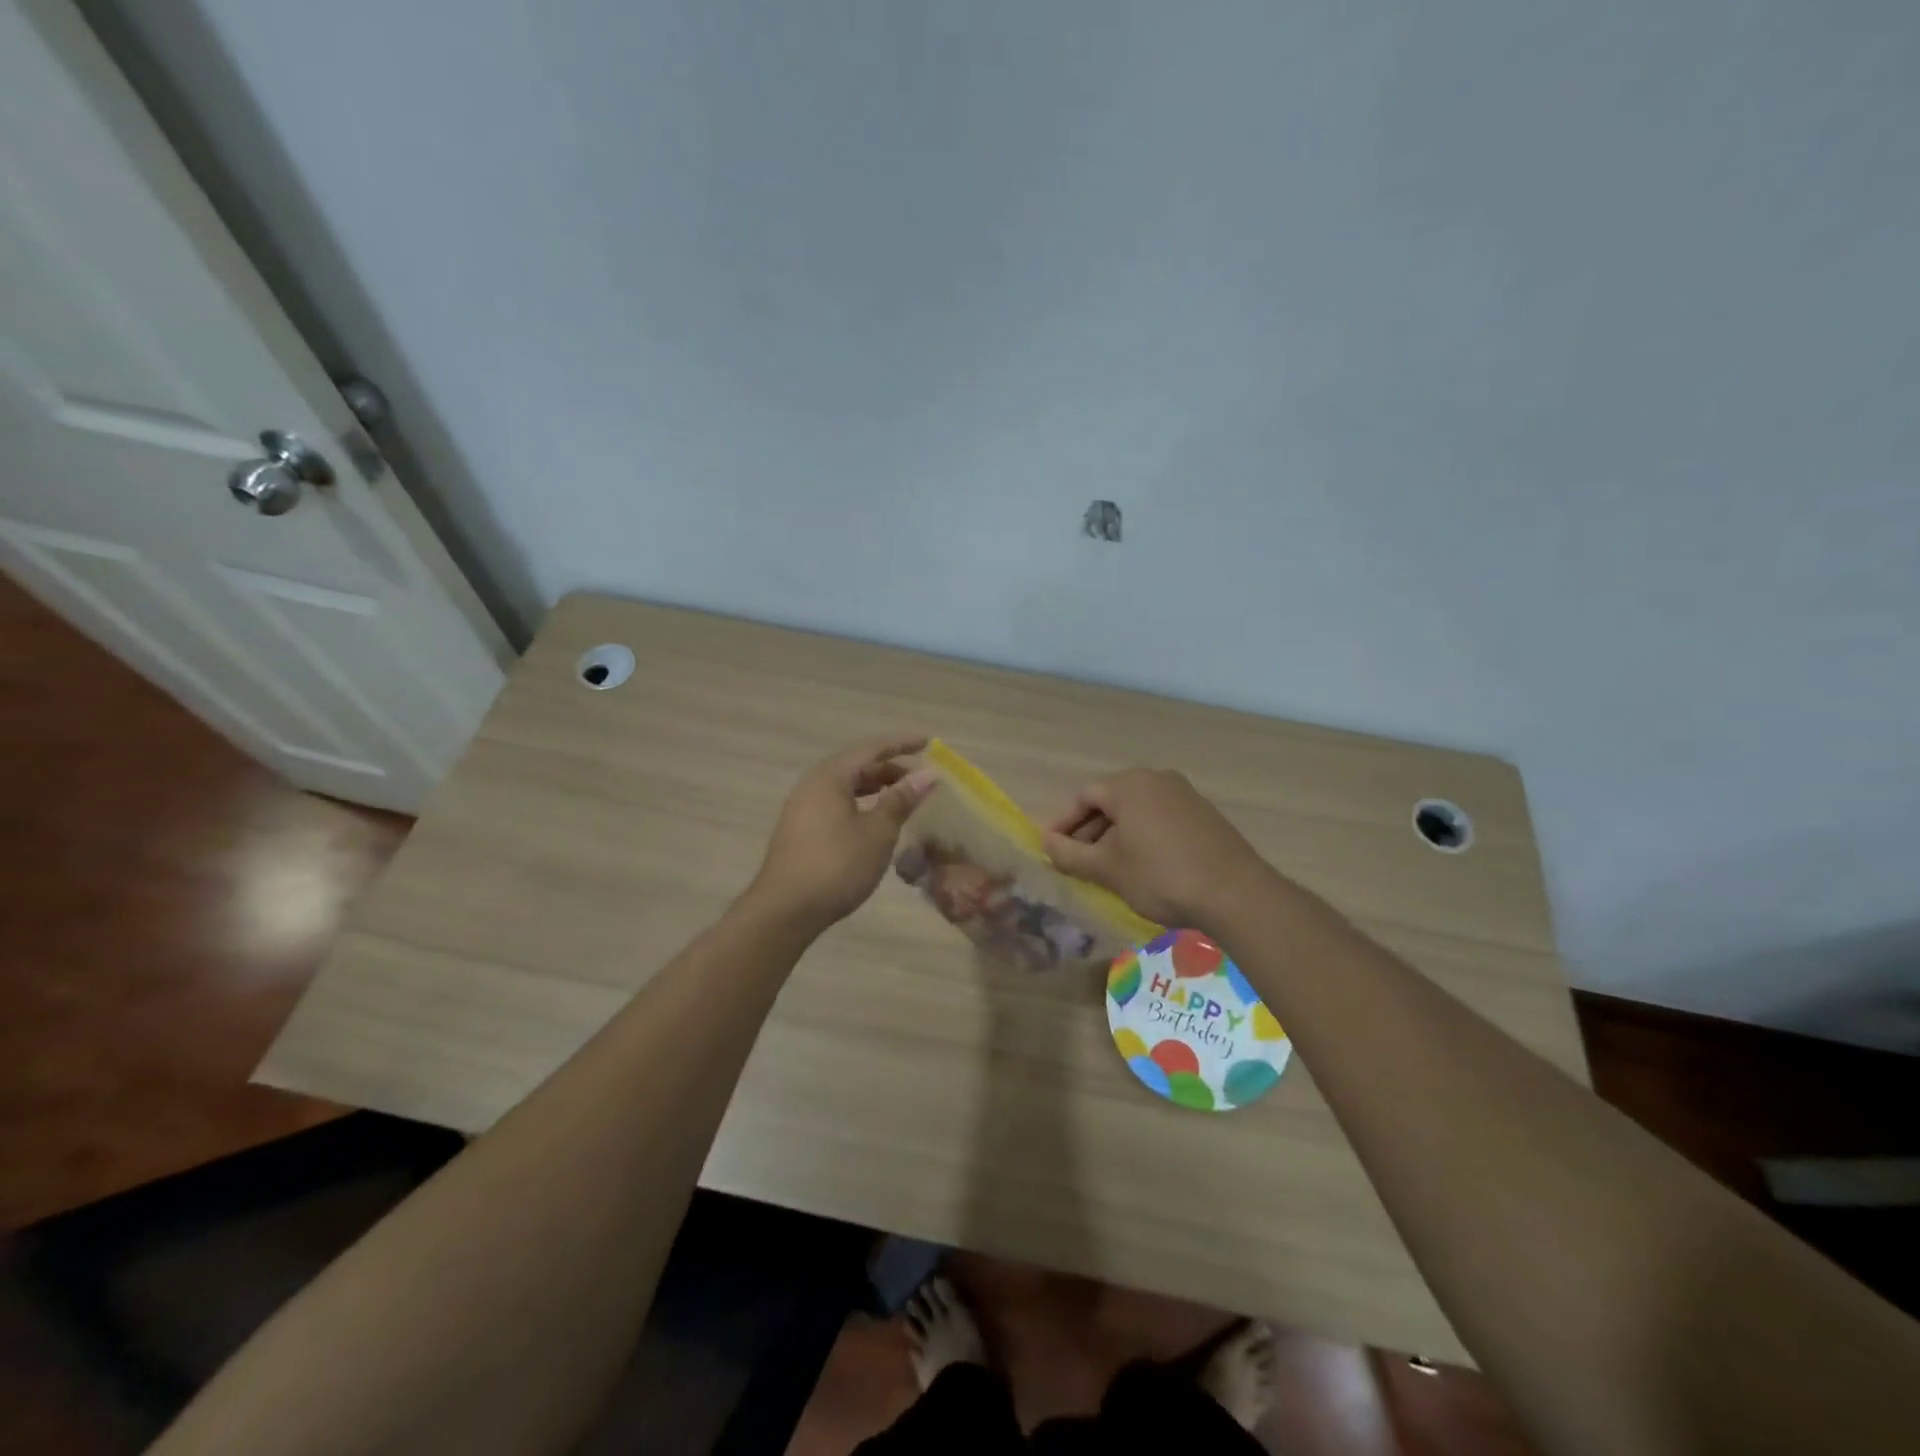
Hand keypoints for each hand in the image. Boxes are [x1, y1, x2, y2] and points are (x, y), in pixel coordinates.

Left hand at [748, 735, 936, 929]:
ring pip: (846, 787)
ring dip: (876, 789)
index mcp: (830, 776)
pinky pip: (836, 804)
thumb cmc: (836, 865)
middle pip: (857, 766)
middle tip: (921, 780)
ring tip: (902, 799)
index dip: (902, 744)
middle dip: (890, 769)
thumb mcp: (877, 832)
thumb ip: (902, 799)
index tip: (929, 742)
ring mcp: (803, 808)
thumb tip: (928, 774)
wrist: (785, 910)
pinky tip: (874, 823)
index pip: (872, 749)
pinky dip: (861, 805)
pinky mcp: (800, 831)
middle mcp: (813, 784)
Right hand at [1042, 768, 1266, 929]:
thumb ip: (1071, 855)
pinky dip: (1141, 837)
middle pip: (1110, 800)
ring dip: (1114, 836)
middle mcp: (1156, 779)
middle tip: (1075, 862)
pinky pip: (1159, 818)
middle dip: (1088, 831)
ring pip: (1136, 811)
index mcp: (1129, 784)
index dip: (1063, 823)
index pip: (1083, 796)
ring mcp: (1184, 795)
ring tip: (1106, 868)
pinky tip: (1141, 866)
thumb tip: (1046, 844)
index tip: (1051, 849)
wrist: (1235, 894)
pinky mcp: (1203, 815)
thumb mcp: (1108, 869)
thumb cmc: (1161, 876)